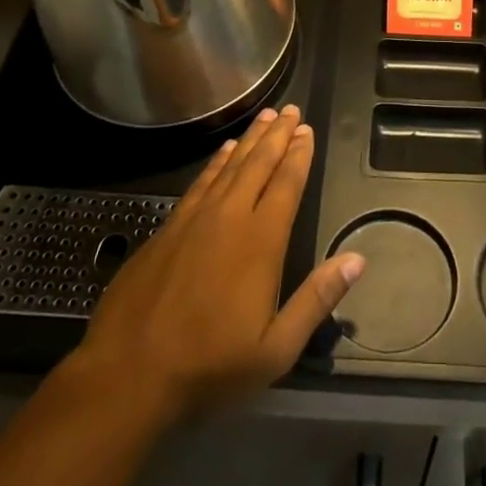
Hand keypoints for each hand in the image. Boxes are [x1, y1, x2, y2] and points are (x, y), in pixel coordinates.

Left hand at [60, 104, 364, 424]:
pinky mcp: (167, 228)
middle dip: (278, 135)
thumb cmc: (208, 366)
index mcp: (260, 242)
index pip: (286, 184)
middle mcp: (229, 217)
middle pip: (259, 164)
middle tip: (290, 110)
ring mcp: (194, 219)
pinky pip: (200, 181)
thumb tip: (358, 259)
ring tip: (265, 117)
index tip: (307, 131)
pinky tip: (223, 152)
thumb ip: (316, 300)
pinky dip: (216, 162)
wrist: (127, 375)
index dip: (299, 155)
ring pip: (229, 166)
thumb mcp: (275, 349)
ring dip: (250, 140)